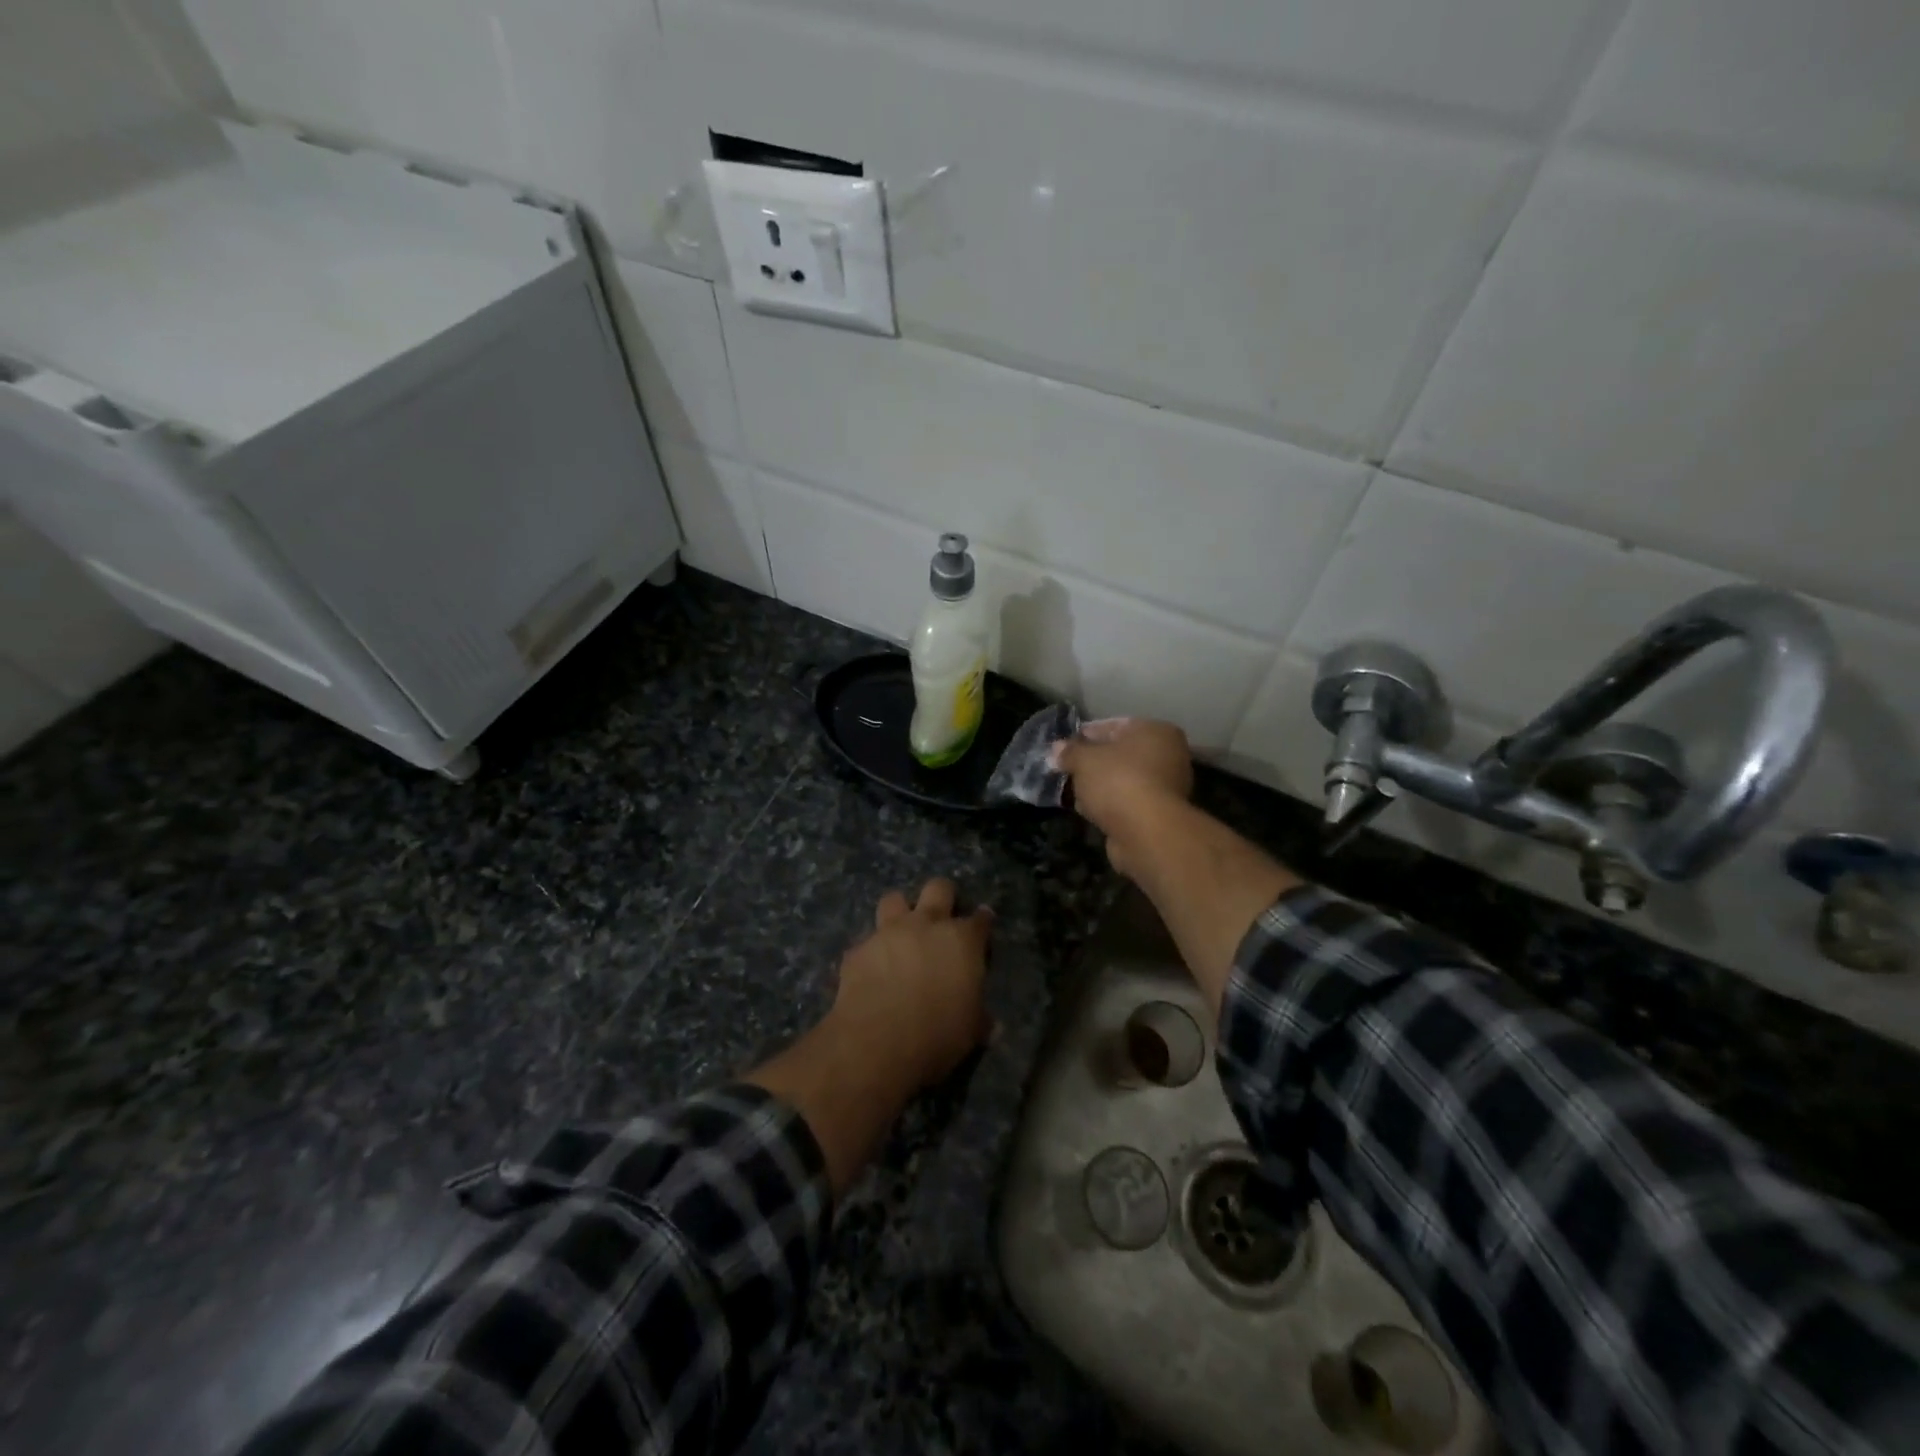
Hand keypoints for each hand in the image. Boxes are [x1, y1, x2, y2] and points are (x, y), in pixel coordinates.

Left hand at [828, 878, 993, 1092]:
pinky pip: (866, 942)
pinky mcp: (858, 949)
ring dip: (899, 912)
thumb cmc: (937, 1034)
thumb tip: (986, 1021)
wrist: (877, 1041)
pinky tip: (871, 971)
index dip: (983, 921)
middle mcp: (926, 924)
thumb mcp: (971, 1030)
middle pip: (938, 888)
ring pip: (894, 899)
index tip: (983, 925)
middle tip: (942, 917)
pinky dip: (871, 952)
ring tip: (901, 934)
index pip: (980, 920)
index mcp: (962, 940)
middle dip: (943, 896)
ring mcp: (888, 932)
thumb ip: (978, 1015)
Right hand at [1057, 718, 1192, 875]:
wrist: (1146, 832)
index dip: (1087, 734)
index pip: (1116, 726)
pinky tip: (1088, 809)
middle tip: (1067, 767)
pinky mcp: (1158, 814)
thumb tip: (1057, 748)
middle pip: (1121, 754)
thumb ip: (1070, 751)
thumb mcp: (1084, 760)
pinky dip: (1109, 803)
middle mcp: (1168, 755)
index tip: (1065, 744)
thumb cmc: (1118, 781)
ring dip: (1100, 784)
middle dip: (1093, 761)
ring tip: (1073, 790)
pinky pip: (1127, 801)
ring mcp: (1166, 787)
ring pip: (1123, 779)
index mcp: (1156, 731)